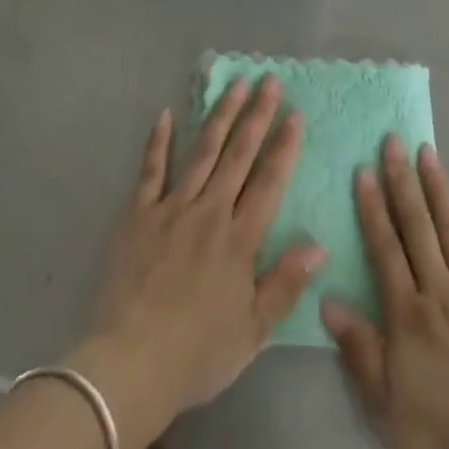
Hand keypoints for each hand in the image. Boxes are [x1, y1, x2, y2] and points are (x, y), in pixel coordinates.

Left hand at [69, 77, 324, 448]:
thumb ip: (285, 284)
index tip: (295, 113)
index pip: (268, 182)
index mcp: (239, 240)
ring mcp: (171, 209)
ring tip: (235, 85)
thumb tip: (319, 245)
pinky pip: (150, 171)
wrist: (129, 368)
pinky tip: (166, 115)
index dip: (284, 146)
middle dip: (256, 116)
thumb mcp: (252, 332)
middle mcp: (209, 213)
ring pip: (202, 153)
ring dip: (220, 116)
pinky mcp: (137, 216)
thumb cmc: (196, 354)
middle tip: (268, 81)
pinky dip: (158, 142)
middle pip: (238, 156)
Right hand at [322, 136, 448, 448]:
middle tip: (394, 140)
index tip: (364, 168)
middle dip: (403, 181)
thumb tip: (327, 300)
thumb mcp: (383, 403)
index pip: (385, 247)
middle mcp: (440, 291)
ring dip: (438, 188)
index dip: (373, 206)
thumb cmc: (436, 435)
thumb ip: (358, 347)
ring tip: (428, 153)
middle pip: (418, 227)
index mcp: (408, 313)